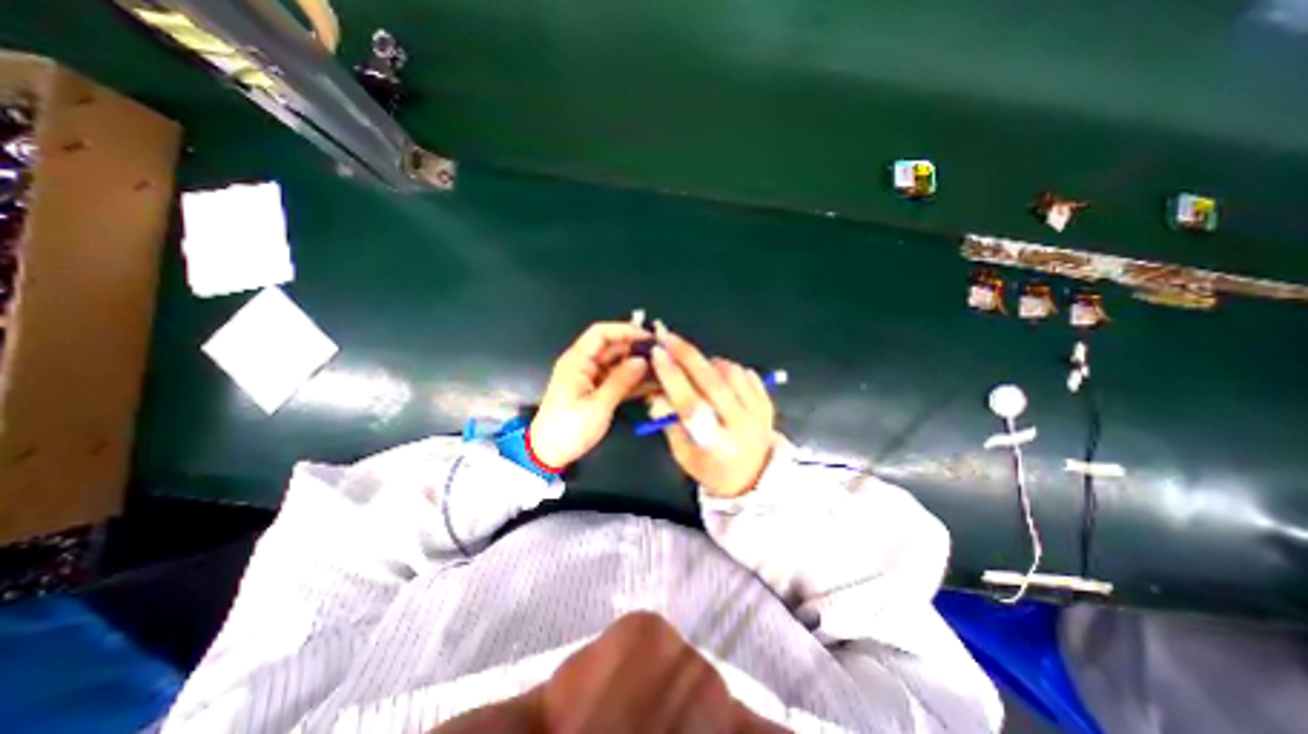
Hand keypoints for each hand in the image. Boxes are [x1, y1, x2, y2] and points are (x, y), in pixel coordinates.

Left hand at [529, 320, 649, 471]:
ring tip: (662, 369)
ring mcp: (590, 377)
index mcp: (577, 361)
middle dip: (636, 348)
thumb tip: (642, 360)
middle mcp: (583, 364)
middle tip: (662, 355)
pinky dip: (632, 379)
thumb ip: (621, 381)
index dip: (625, 330)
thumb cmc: (568, 429)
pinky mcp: (595, 390)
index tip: (649, 338)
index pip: (601, 333)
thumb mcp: (598, 406)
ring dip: (637, 365)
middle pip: (612, 347)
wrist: (548, 454)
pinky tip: (652, 383)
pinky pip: (617, 378)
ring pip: (617, 363)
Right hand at [645, 326, 774, 499]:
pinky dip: (727, 367)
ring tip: (694, 365)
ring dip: (708, 362)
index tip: (657, 353)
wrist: (752, 476)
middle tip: (667, 336)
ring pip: (731, 373)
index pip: (691, 405)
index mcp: (716, 445)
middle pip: (713, 382)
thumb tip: (655, 389)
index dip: (672, 377)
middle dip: (686, 355)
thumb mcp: (682, 453)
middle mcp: (741, 426)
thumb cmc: (710, 468)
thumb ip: (668, 420)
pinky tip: (717, 374)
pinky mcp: (767, 402)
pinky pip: (746, 373)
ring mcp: (759, 412)